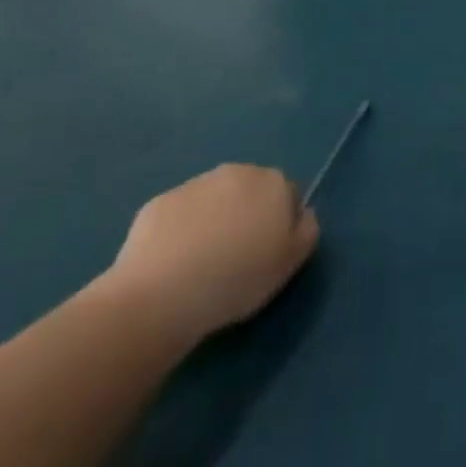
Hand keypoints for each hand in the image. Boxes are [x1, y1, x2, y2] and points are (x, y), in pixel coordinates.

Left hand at [102, 165, 320, 343]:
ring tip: (201, 262)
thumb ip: (307, 231)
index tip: (267, 252)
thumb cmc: (237, 278)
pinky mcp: (158, 202)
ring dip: (213, 220)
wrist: (162, 294)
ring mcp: (194, 184)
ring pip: (213, 199)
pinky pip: (180, 214)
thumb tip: (303, 214)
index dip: (280, 224)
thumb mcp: (290, 263)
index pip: (288, 195)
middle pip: (249, 191)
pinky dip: (180, 230)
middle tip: (236, 255)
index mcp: (274, 183)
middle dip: (246, 214)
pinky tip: (172, 262)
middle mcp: (237, 172)